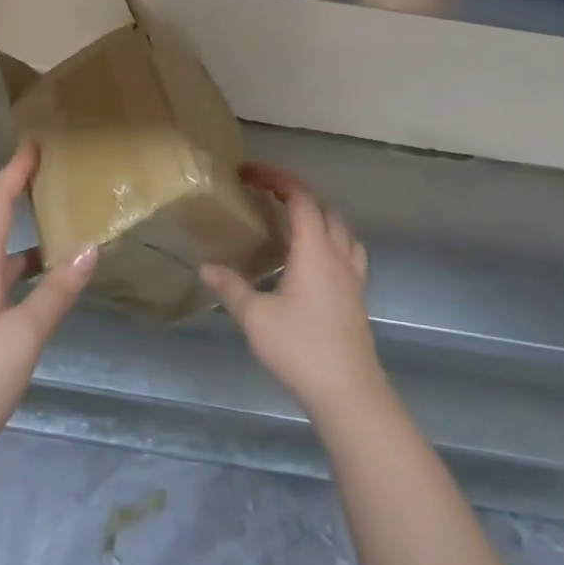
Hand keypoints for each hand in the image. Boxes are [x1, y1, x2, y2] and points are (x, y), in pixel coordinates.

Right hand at [201, 163, 386, 420]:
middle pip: (323, 207)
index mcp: (314, 248)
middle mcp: (337, 253)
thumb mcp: (255, 317)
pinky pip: (349, 250)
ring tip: (292, 219)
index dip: (277, 178)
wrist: (348, 391)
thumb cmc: (300, 348)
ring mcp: (353, 274)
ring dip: (318, 213)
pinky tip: (317, 257)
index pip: (300, 197)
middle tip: (266, 193)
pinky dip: (332, 237)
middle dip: (295, 192)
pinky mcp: (358, 295)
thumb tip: (205, 267)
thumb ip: (230, 288)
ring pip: (341, 227)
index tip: (251, 173)